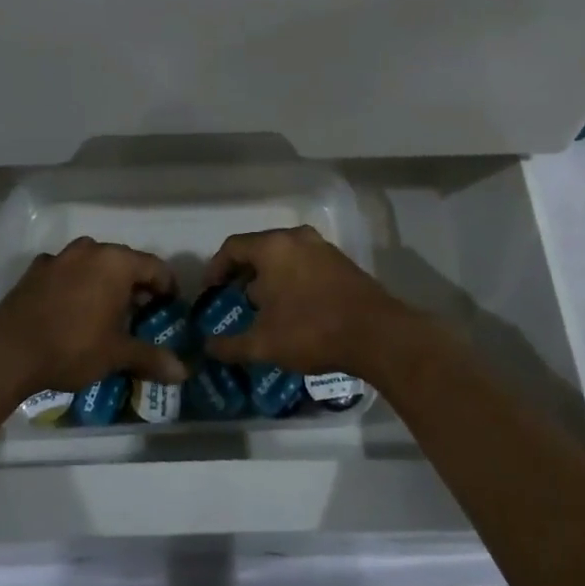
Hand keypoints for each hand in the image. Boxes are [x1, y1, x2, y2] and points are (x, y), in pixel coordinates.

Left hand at [0, 237, 186, 398]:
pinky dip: (75, 285)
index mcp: (116, 262)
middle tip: (141, 314)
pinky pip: (66, 272)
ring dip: (104, 282)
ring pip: (94, 264)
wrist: (8, 352)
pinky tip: (72, 310)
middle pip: (124, 262)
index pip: (155, 267)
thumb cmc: (72, 346)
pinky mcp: (36, 270)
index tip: (169, 308)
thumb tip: (183, 372)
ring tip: (107, 312)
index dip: (167, 287)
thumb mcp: (116, 354)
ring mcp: (60, 257)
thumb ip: (151, 358)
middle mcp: (90, 250)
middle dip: (136, 285)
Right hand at [201, 225, 409, 378]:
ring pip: (284, 256)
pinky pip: (305, 264)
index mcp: (273, 247)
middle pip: (259, 249)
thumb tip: (208, 348)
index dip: (215, 268)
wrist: (376, 334)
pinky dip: (292, 280)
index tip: (211, 292)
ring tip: (264, 309)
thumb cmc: (311, 330)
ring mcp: (322, 248)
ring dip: (269, 279)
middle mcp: (296, 238)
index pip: (232, 247)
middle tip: (236, 302)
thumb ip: (231, 345)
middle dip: (243, 275)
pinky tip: (294, 310)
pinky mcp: (341, 262)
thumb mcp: (264, 344)